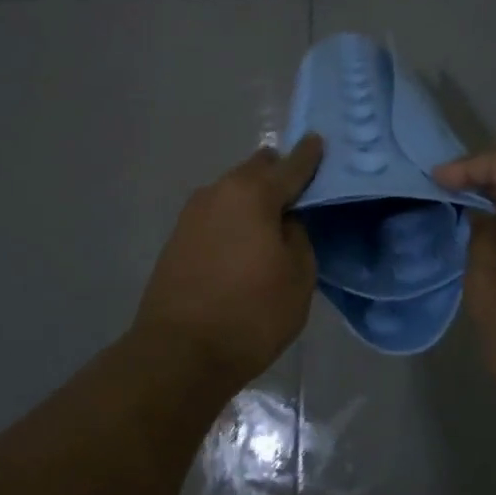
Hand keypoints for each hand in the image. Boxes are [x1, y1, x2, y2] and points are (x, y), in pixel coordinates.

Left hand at [133, 135, 323, 383]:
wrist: (179, 353)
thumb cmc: (250, 313)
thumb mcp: (297, 276)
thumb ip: (298, 235)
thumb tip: (285, 221)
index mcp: (252, 193)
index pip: (290, 165)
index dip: (309, 155)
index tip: (318, 140)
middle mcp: (218, 192)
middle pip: (256, 170)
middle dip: (277, 174)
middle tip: (299, 191)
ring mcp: (192, 213)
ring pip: (232, 191)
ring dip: (253, 198)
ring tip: (272, 220)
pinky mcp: (177, 237)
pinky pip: (216, 214)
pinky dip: (234, 218)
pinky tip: (244, 240)